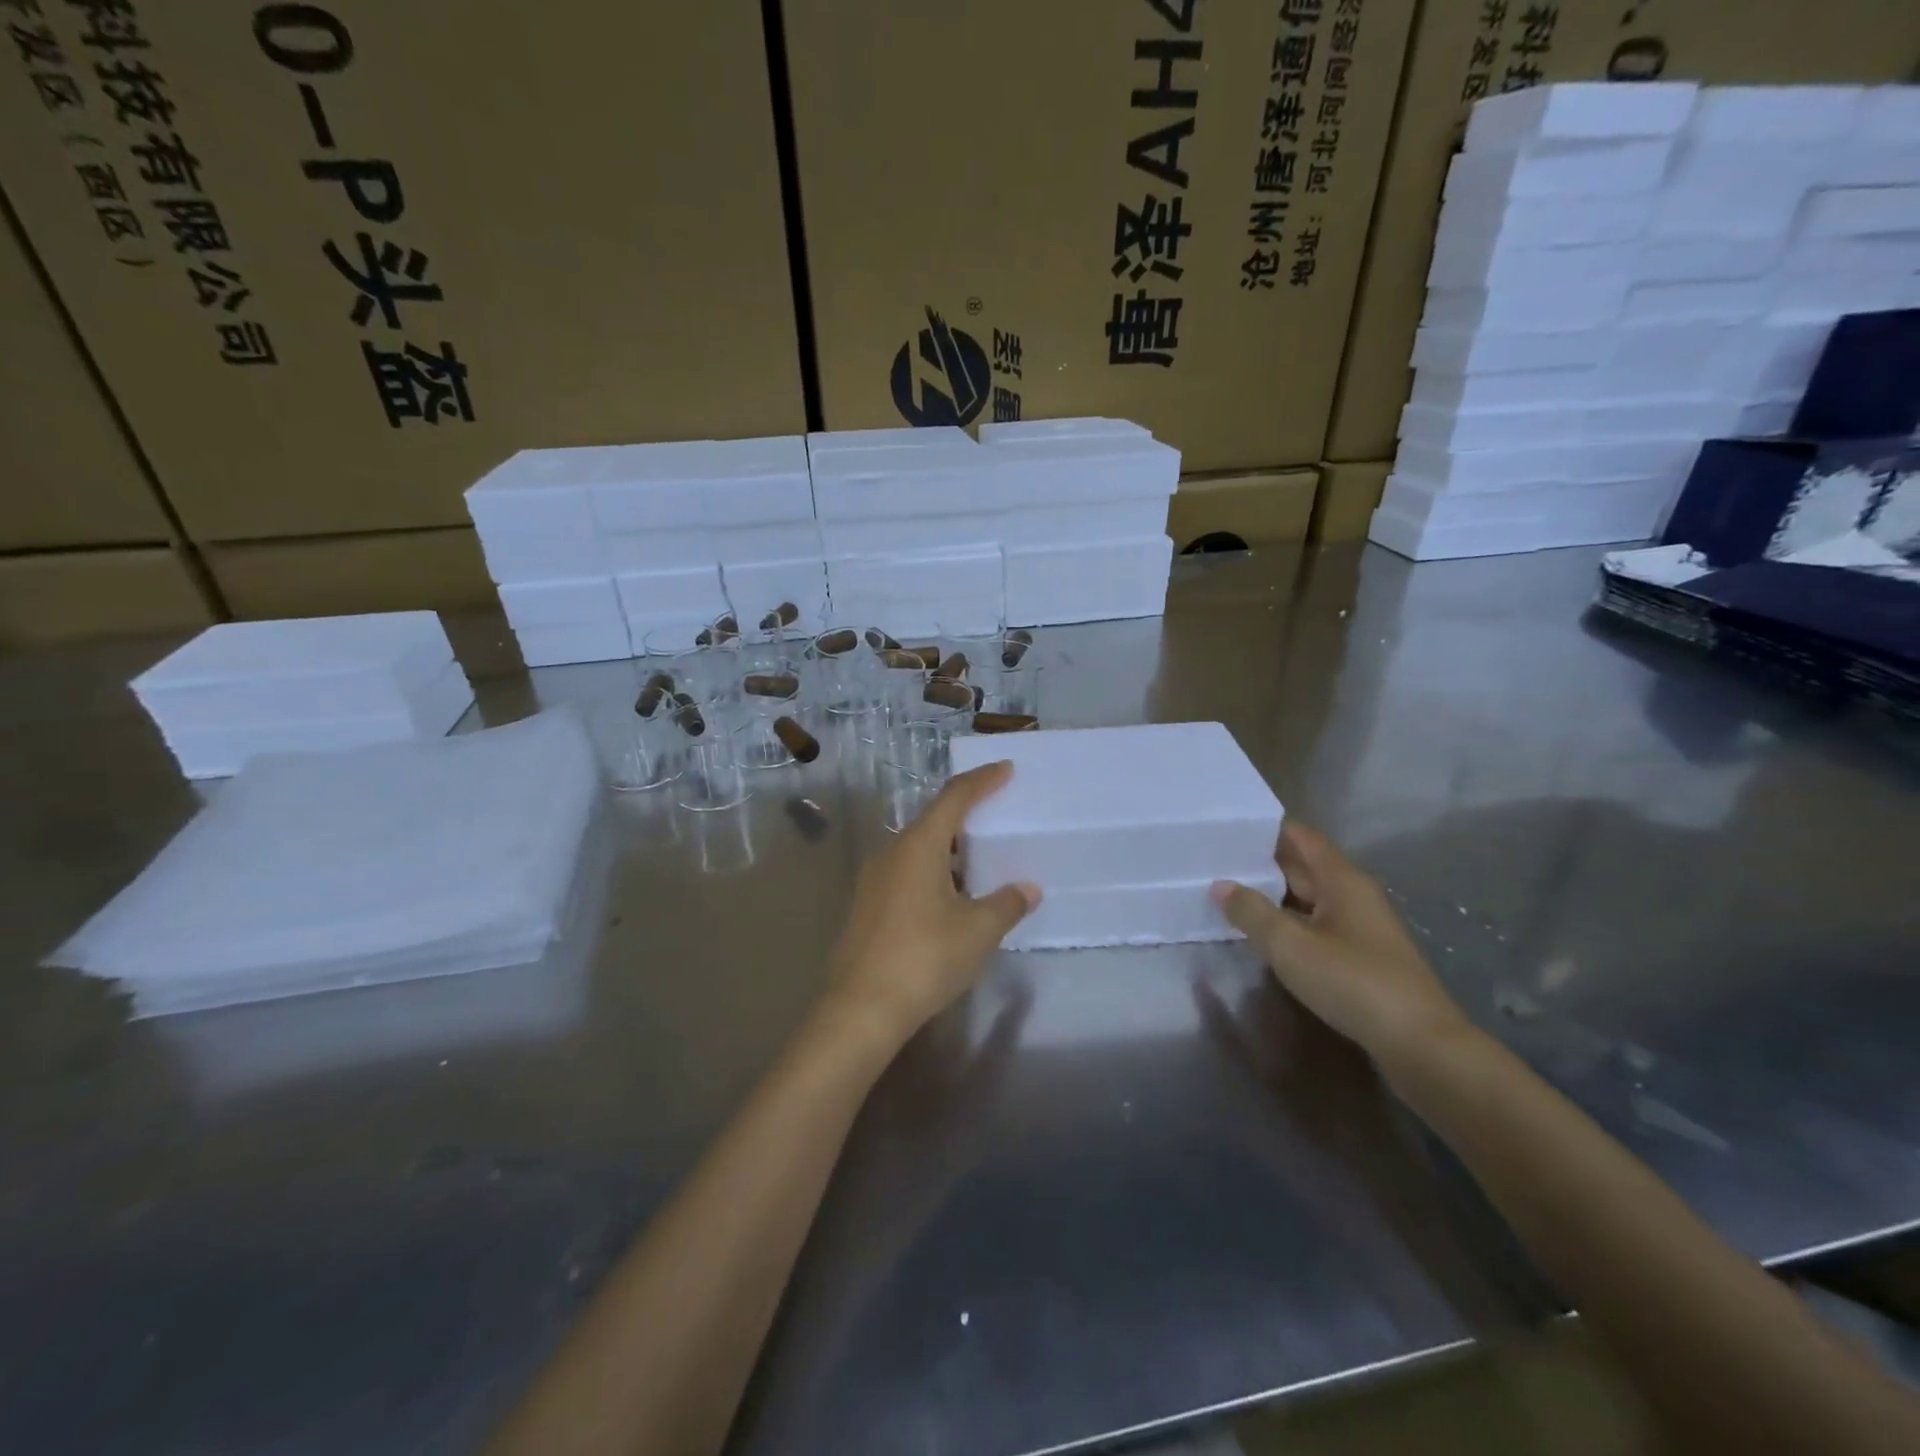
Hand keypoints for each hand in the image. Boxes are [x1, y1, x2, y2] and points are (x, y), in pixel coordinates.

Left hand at [823, 762, 1039, 1049]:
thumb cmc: (925, 958)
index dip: (982, 780)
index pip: (954, 797)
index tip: (1006, 769)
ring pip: (917, 849)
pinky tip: (949, 898)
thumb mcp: (978, 930)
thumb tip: (1027, 888)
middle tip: (996, 815)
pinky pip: (905, 873)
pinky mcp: (866, 906)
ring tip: (978, 861)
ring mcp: (873, 880)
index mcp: (919, 846)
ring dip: (949, 849)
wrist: (861, 1009)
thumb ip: (1007, 903)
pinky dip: (932, 872)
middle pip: (933, 820)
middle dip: (965, 814)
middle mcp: (891, 852)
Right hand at [1210, 821, 1468, 1069]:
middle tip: (1216, 862)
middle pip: (1304, 867)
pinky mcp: (1362, 958)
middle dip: (1262, 863)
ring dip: (1273, 896)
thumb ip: (1252, 912)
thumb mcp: (1291, 946)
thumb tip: (1220, 885)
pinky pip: (1316, 926)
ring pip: (1309, 899)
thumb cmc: (1354, 982)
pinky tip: (1263, 935)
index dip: (1267, 829)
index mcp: (1343, 880)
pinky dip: (1288, 924)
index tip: (1228, 827)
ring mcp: (1361, 928)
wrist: (1422, 1045)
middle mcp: (1354, 895)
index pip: (1301, 837)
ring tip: (1228, 894)